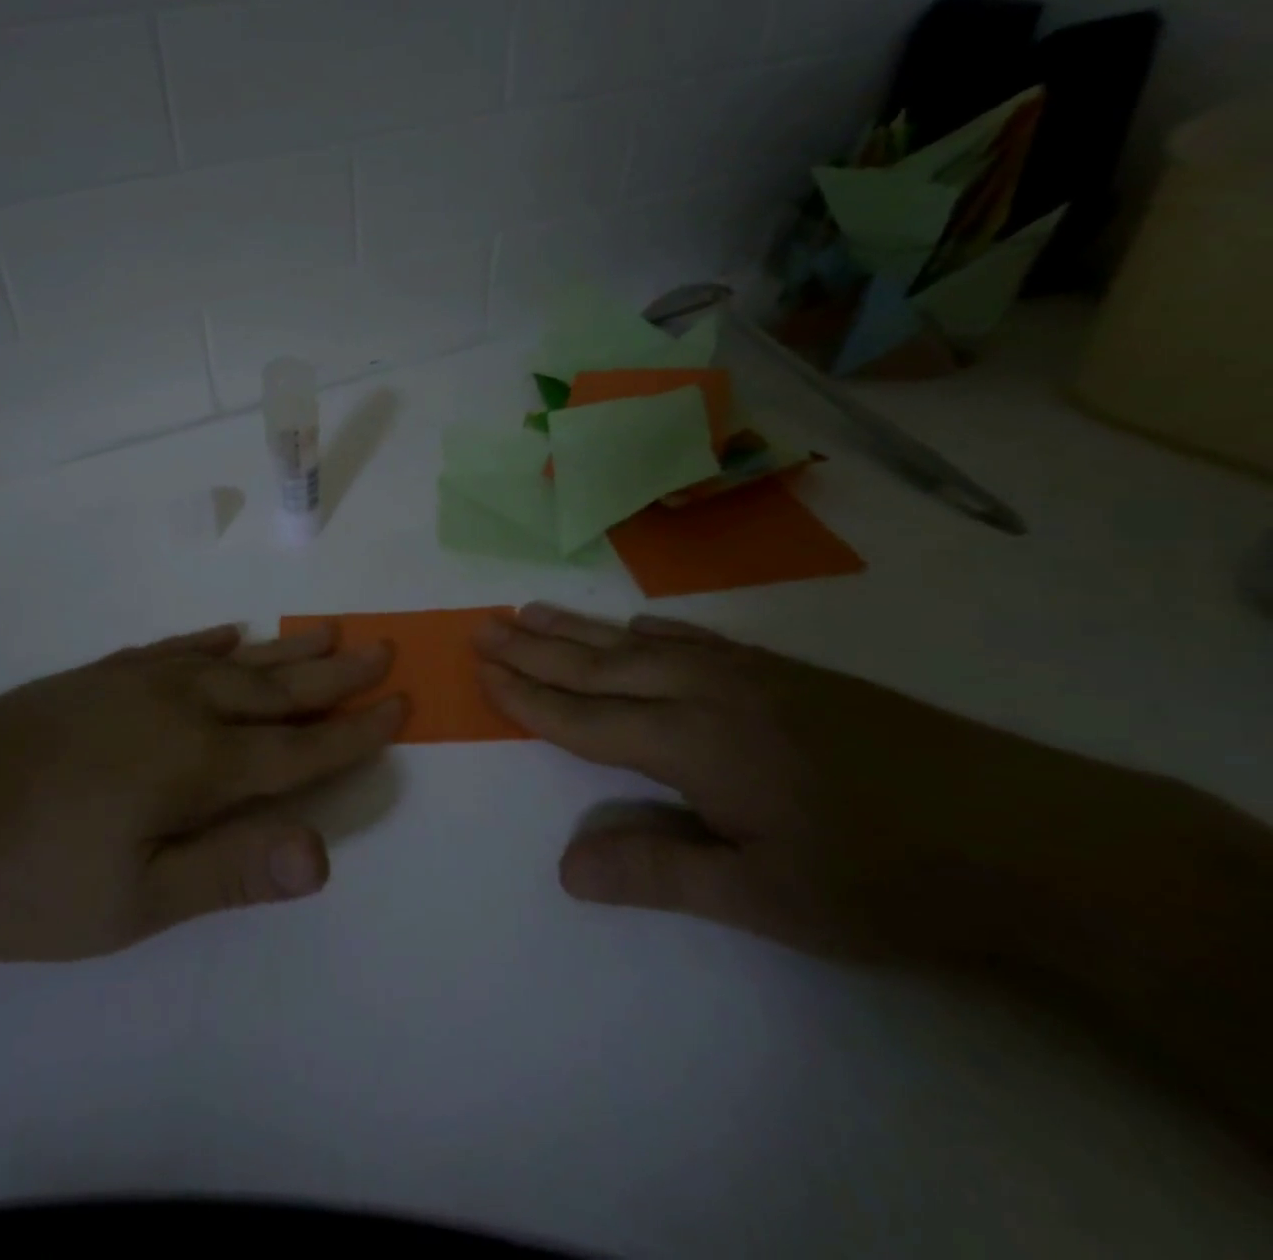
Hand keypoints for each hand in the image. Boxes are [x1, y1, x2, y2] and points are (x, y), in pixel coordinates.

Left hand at [0, 623, 401, 961]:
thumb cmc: (30, 876)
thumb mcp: (134, 901)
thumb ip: (231, 870)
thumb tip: (323, 853)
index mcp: (198, 764)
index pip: (298, 748)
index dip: (353, 733)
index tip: (399, 706)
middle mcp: (180, 708)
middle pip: (277, 690)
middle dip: (336, 676)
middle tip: (382, 650)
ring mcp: (136, 682)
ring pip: (233, 660)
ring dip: (286, 649)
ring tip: (329, 632)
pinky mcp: (99, 675)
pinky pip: (175, 647)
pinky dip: (212, 641)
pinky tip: (230, 633)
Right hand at [474, 603, 1246, 970]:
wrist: (1024, 832)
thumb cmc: (883, 877)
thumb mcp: (766, 896)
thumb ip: (659, 871)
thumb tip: (565, 868)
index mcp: (692, 744)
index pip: (585, 718)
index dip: (528, 697)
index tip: (481, 670)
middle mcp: (707, 693)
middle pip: (599, 666)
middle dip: (535, 649)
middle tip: (484, 624)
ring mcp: (748, 674)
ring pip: (639, 644)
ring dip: (579, 629)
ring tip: (530, 610)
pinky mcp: (784, 672)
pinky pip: (692, 640)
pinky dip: (646, 632)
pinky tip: (636, 628)